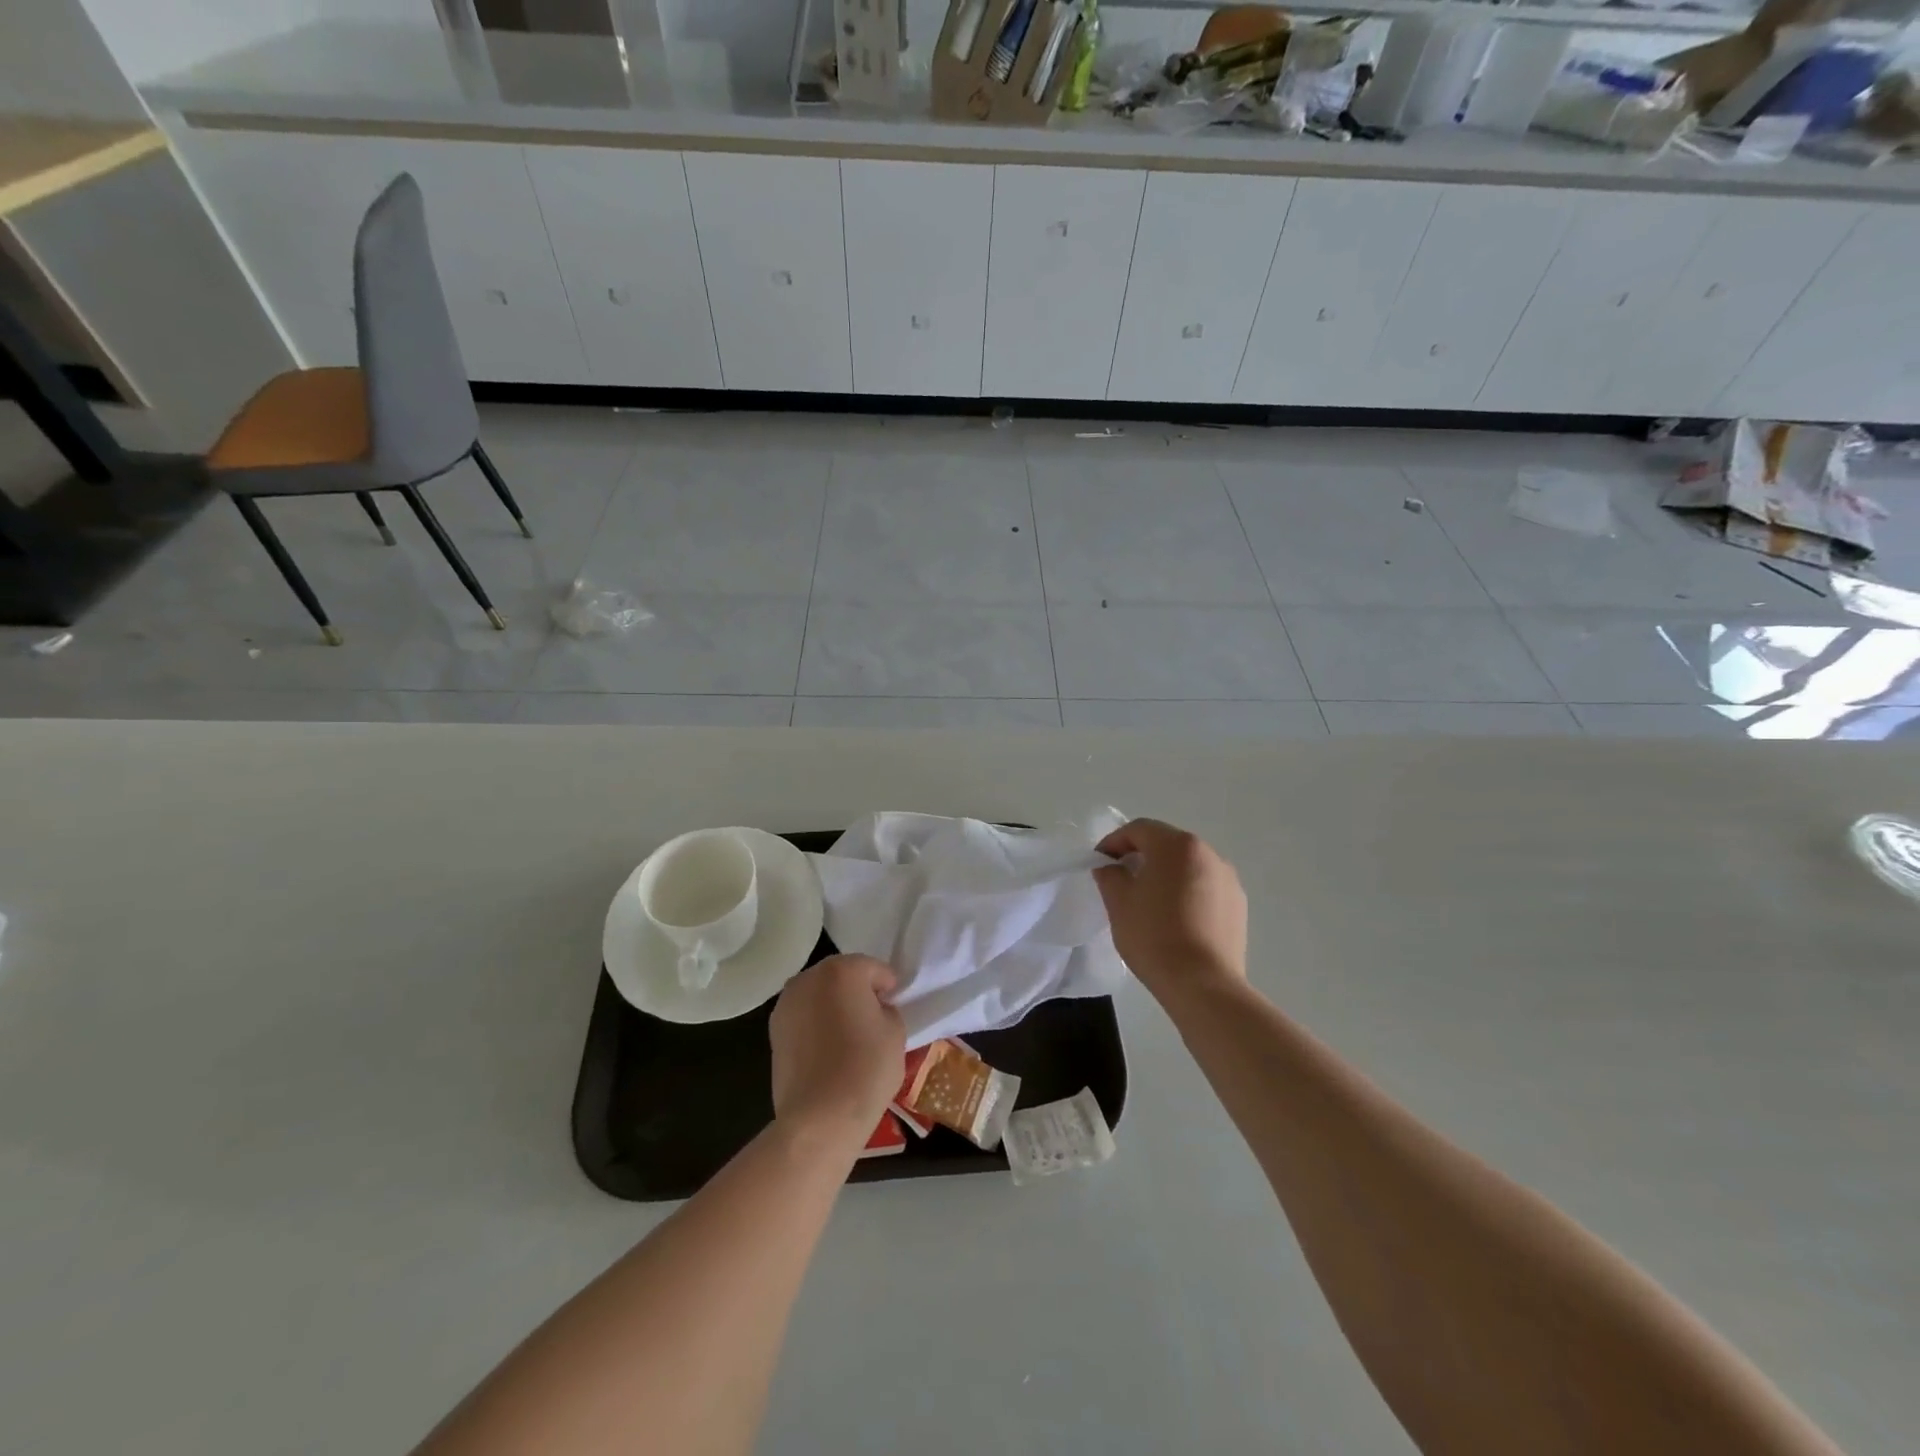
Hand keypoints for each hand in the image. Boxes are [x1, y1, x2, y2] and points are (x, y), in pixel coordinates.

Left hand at [769, 954, 905, 1144]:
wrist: (820, 1117)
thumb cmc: (865, 1068)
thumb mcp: (896, 1032)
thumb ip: (887, 1009)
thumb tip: (876, 1009)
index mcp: (842, 970)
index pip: (874, 969)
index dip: (888, 988)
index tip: (895, 1008)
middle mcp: (808, 978)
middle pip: (842, 975)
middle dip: (858, 991)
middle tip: (873, 1019)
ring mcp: (786, 1003)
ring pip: (819, 995)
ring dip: (834, 1006)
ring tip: (849, 1036)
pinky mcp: (774, 1030)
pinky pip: (804, 1016)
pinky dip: (817, 1024)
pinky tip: (829, 1049)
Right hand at [1094, 818, 1247, 1000]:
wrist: (1203, 984)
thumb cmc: (1154, 936)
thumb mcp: (1119, 903)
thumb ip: (1110, 875)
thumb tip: (1111, 867)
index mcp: (1176, 846)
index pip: (1139, 830)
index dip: (1114, 842)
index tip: (1099, 862)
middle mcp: (1208, 853)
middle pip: (1167, 844)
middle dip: (1141, 856)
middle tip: (1121, 878)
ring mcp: (1228, 879)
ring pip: (1188, 865)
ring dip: (1166, 874)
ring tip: (1150, 900)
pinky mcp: (1239, 904)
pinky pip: (1206, 887)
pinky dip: (1187, 892)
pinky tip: (1176, 918)